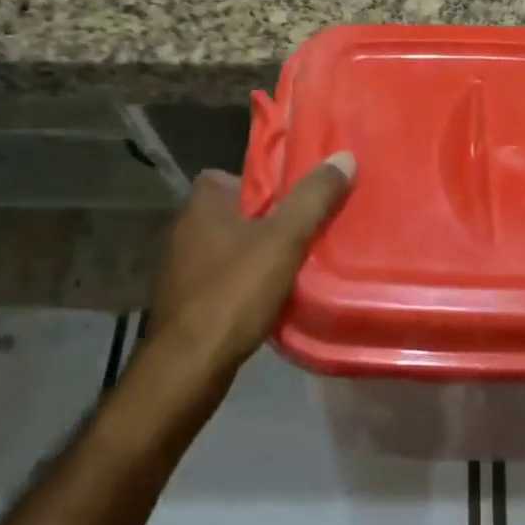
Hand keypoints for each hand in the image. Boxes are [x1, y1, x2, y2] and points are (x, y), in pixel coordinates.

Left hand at [144, 153, 355, 378]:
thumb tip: (344, 156)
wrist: (187, 367)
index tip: (299, 202)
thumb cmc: (234, 292)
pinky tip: (269, 299)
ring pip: (232, 247)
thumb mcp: (284, 239)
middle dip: (271, 222)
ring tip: (295, 266)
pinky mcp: (184, 300)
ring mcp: (180, 266)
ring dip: (259, 255)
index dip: (271, 186)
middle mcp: (185, 227)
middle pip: (240, 212)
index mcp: (203, 203)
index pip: (241, 175)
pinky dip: (245, 284)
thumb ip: (314, 198)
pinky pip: (223, 278)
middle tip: (306, 234)